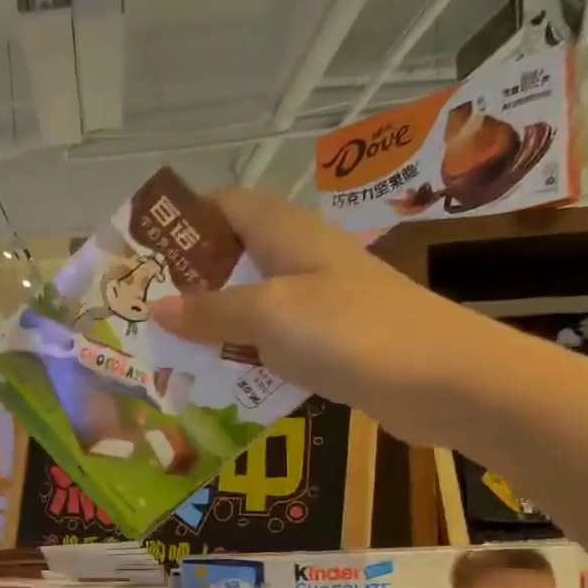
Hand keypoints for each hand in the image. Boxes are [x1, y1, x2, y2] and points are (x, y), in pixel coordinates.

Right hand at [147, 187, 507, 444]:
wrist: (443, 381)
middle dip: (189, 282)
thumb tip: (157, 306)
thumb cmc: (349, 330)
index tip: (144, 251)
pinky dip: (243, 357)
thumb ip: (210, 310)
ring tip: (167, 350)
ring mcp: (318, 303)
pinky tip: (217, 381)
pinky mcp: (329, 343)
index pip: (227, 205)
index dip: (186, 220)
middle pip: (234, 258)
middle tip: (144, 311)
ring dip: (212, 325)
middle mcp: (301, 260)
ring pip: (250, 305)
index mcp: (287, 234)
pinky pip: (272, 343)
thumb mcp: (268, 314)